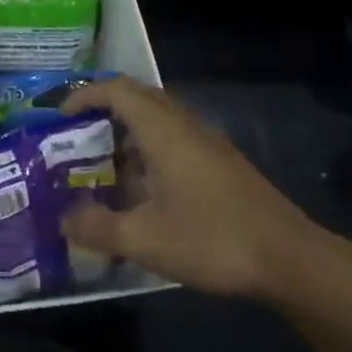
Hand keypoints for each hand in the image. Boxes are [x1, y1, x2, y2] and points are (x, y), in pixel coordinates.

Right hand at [59, 77, 332, 299]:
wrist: (291, 260)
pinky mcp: (222, 164)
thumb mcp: (144, 240)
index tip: (60, 116)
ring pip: (159, 118)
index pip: (116, 90)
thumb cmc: (212, 240)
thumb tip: (64, 220)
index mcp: (163, 131)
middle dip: (102, 109)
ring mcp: (208, 144)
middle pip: (138, 97)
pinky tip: (143, 189)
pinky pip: (175, 138)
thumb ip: (97, 228)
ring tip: (103, 163)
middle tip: (76, 135)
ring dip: (127, 130)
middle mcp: (185, 126)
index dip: (84, 96)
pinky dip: (149, 149)